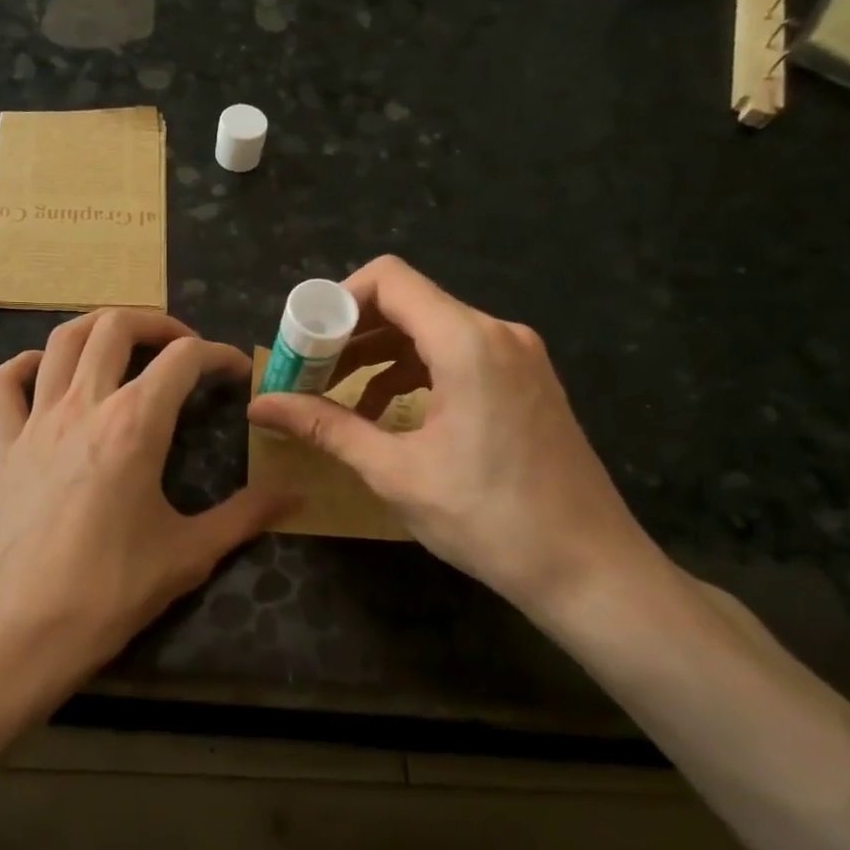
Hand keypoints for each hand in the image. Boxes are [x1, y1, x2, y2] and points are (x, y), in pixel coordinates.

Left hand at [0, 309, 289, 695]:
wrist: (14, 635)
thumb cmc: (107, 594)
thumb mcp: (189, 555)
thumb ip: (245, 516)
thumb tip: (296, 496)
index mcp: (135, 424)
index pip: (183, 359)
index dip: (218, 355)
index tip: (237, 372)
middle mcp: (84, 405)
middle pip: (117, 326)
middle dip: (159, 323)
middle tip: (184, 349)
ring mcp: (37, 421)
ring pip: (63, 340)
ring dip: (99, 327)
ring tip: (127, 344)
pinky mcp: (5, 446)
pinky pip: (5, 383)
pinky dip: (27, 364)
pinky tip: (49, 374)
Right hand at [247, 257, 669, 620]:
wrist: (590, 569)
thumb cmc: (488, 520)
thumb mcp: (394, 471)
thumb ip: (325, 426)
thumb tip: (260, 405)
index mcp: (467, 343)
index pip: (389, 279)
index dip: (336, 301)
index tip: (303, 343)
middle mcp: (497, 333)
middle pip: (407, 303)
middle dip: (350, 334)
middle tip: (308, 374)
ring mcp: (518, 356)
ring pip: (431, 329)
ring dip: (379, 356)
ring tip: (338, 396)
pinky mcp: (526, 380)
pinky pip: (458, 355)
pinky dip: (415, 372)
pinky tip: (388, 413)